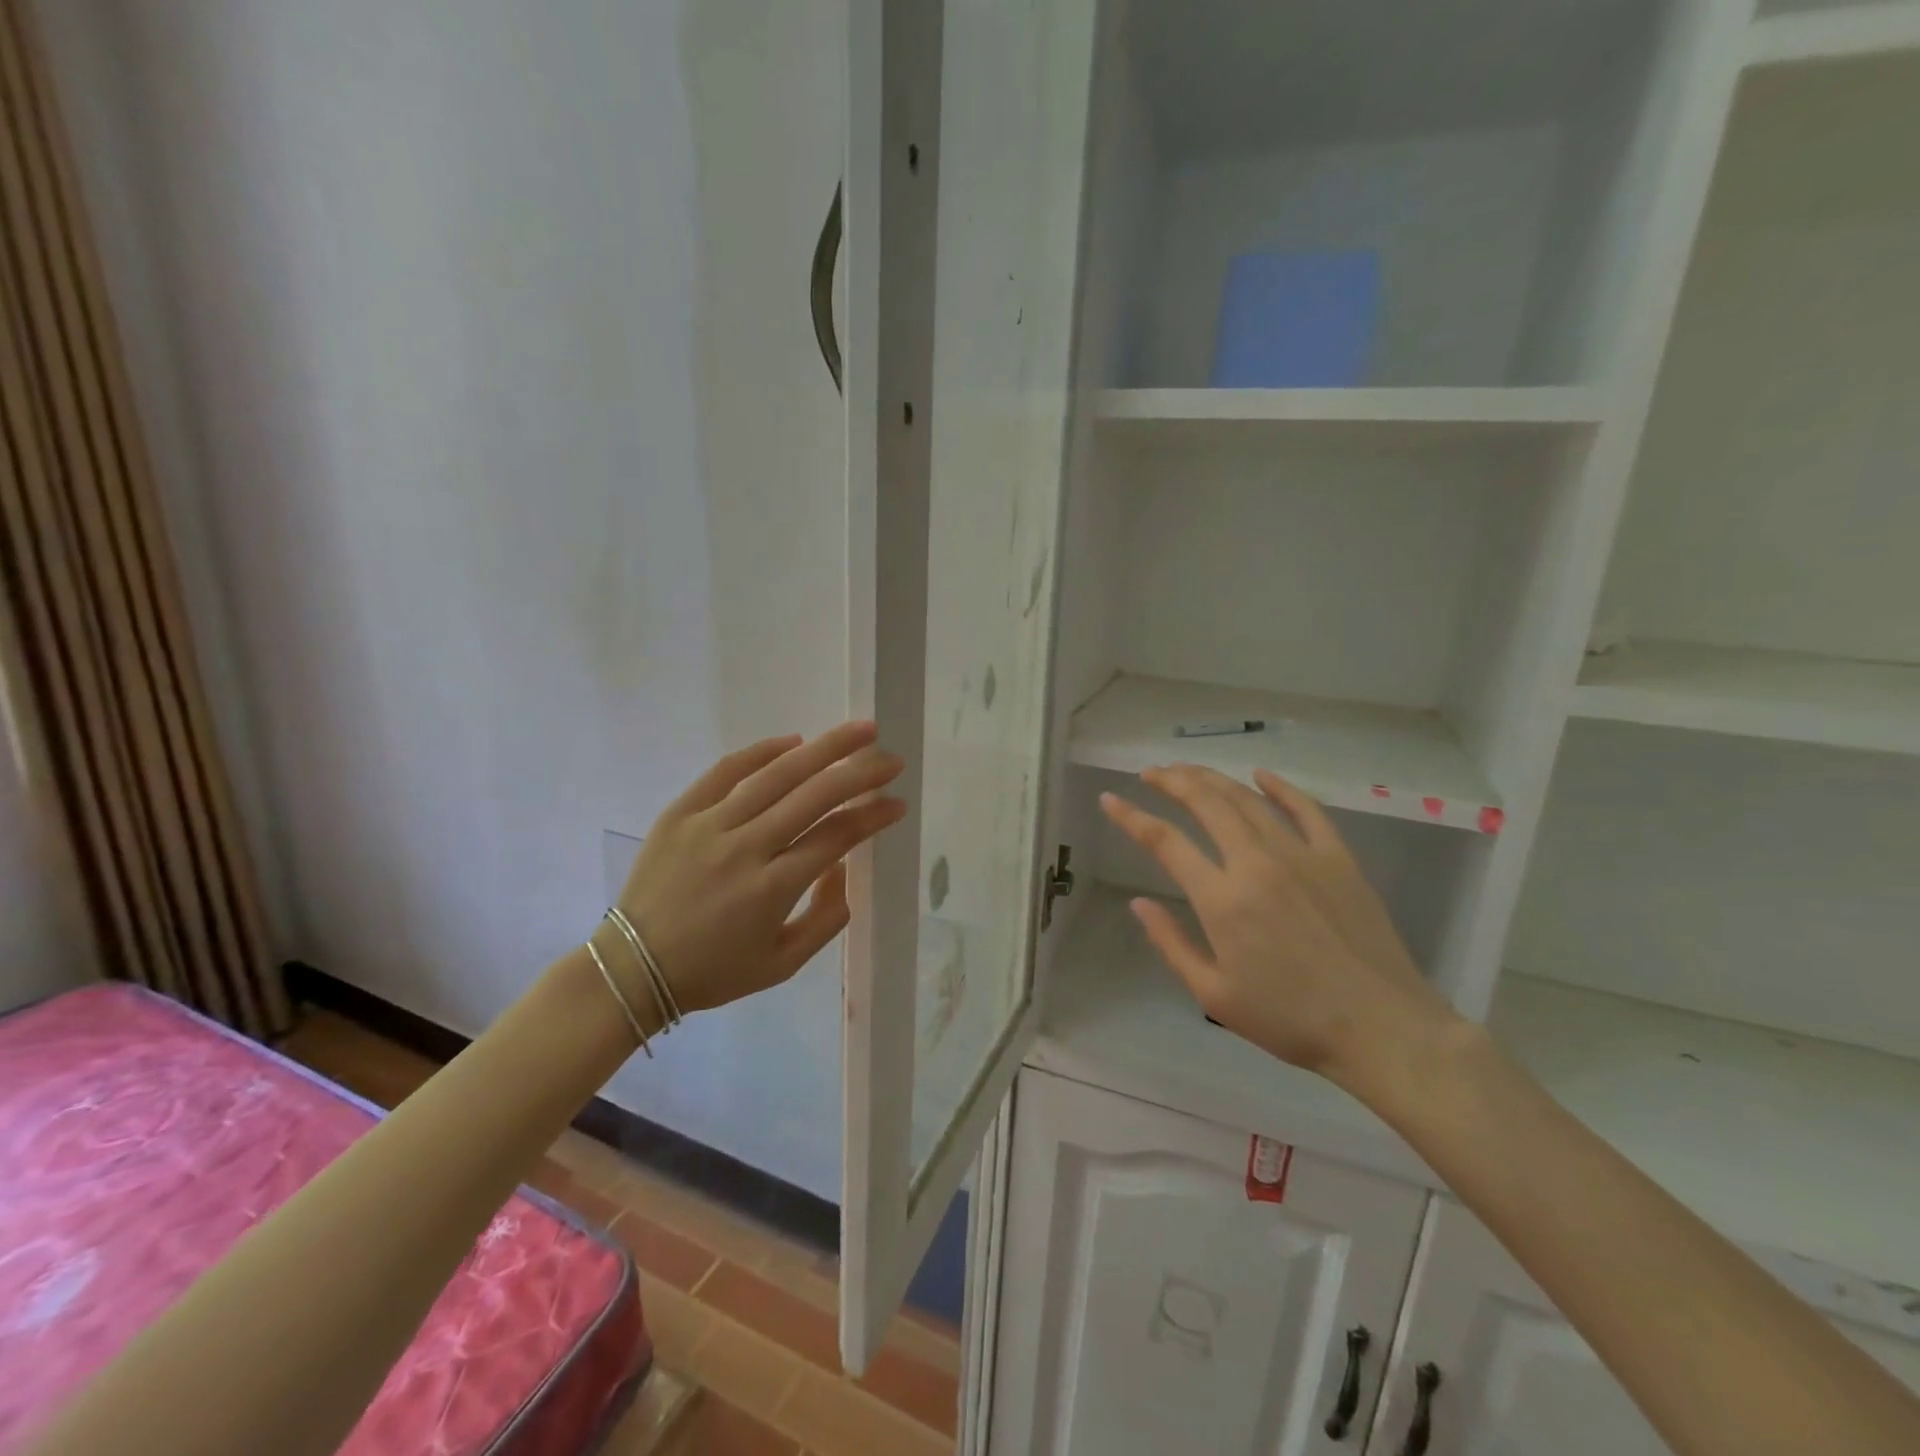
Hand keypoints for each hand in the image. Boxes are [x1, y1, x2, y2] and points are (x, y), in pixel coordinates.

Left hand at [613, 722, 906, 1013]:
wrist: (631, 968)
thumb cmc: (713, 971)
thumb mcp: (782, 965)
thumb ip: (826, 919)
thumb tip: (844, 868)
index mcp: (773, 889)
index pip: (837, 836)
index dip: (873, 816)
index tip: (898, 802)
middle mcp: (746, 848)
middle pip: (815, 796)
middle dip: (860, 773)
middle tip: (891, 759)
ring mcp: (710, 825)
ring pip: (777, 775)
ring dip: (824, 749)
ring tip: (859, 731)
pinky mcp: (681, 812)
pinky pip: (726, 771)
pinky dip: (761, 752)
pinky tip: (793, 741)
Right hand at [1099, 764, 1456, 1087]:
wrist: (1382, 1028)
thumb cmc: (1290, 1020)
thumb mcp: (1214, 994)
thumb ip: (1171, 944)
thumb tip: (1139, 904)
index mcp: (1222, 899)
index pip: (1165, 842)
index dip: (1131, 817)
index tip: (1110, 799)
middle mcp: (1256, 863)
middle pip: (1206, 803)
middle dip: (1172, 781)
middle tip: (1151, 773)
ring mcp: (1301, 855)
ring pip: (1247, 799)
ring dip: (1212, 779)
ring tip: (1187, 770)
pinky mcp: (1338, 858)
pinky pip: (1305, 809)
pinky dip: (1280, 788)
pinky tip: (1261, 775)